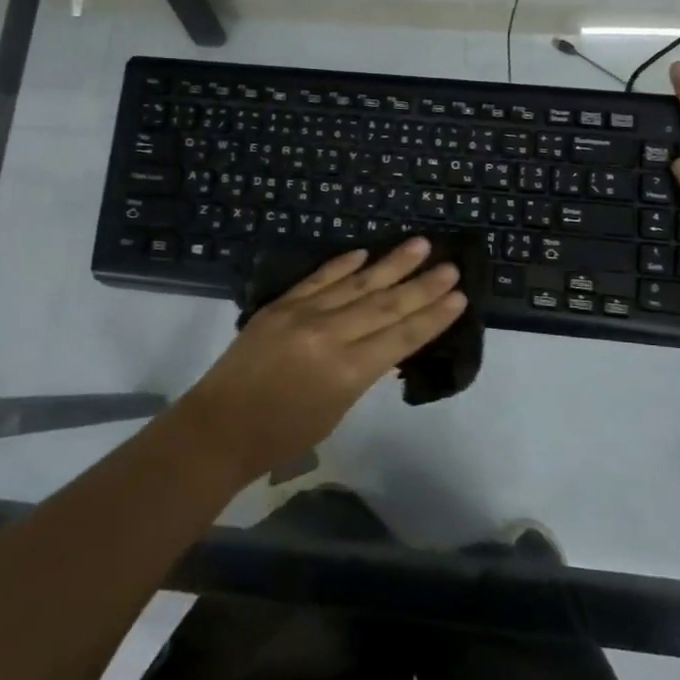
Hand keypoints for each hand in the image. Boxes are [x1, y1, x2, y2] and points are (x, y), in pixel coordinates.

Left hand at [182, 237, 466, 482]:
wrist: (220, 426)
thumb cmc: (282, 435)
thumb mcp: (336, 410)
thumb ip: (362, 373)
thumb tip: (385, 344)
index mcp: (348, 371)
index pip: (401, 337)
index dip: (432, 317)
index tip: (458, 297)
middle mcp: (329, 335)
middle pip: (385, 305)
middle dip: (421, 286)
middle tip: (450, 266)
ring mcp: (302, 314)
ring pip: (356, 284)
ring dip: (390, 264)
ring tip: (419, 245)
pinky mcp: (280, 305)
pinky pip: (318, 279)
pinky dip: (341, 265)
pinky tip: (364, 253)